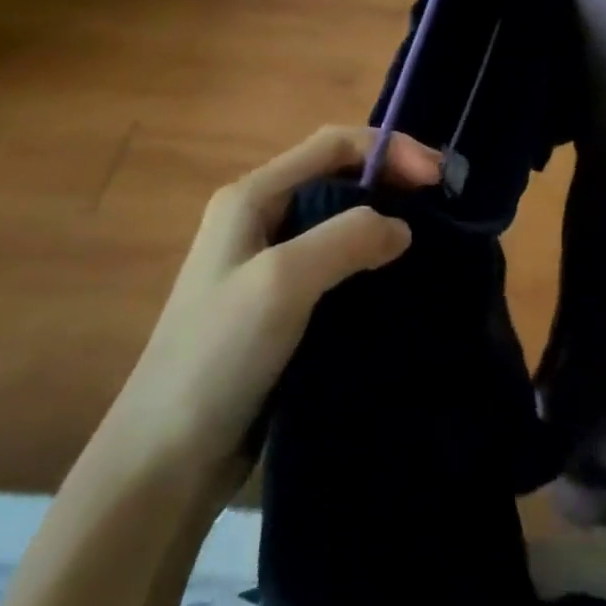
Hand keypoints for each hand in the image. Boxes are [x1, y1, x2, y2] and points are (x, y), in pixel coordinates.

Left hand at [106, 125, 438, 470]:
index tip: (437, 177)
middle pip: (338, 175)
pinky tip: (396, 274)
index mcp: (252, 196)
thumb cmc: (216, 357)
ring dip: (384, 215)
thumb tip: (401, 228)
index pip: (333, 145)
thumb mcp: (283, 281)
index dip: (390, 149)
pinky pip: (336, 261)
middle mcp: (260, 218)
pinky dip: (371, 255)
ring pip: (340, 218)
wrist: (163, 461)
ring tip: (429, 233)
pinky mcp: (281, 304)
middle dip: (392, 176)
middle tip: (443, 200)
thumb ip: (347, 237)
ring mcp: (268, 262)